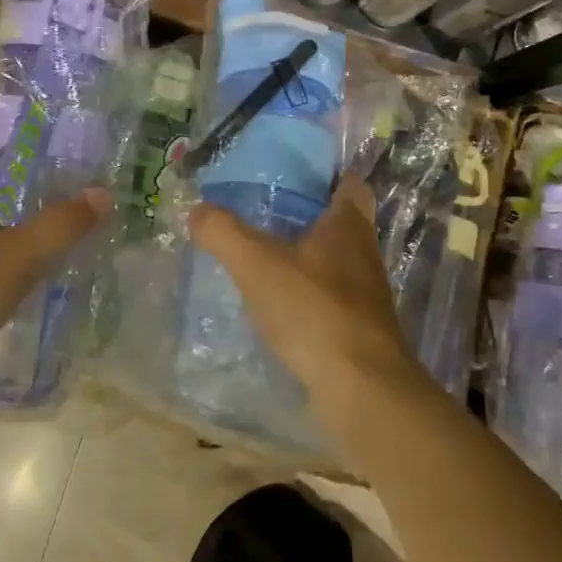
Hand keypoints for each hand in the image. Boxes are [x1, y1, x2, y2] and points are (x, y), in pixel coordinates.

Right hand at [188, 180, 421, 415]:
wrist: (360, 387)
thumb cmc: (312, 310)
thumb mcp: (256, 264)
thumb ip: (222, 232)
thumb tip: (196, 210)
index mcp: (348, 223)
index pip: (349, 182)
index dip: (327, 175)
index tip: (293, 174)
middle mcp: (364, 252)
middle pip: (341, 220)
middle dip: (309, 214)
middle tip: (266, 211)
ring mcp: (366, 292)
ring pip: (336, 259)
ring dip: (308, 255)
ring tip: (265, 254)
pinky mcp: (360, 327)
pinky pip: (331, 296)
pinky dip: (308, 292)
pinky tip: (279, 302)